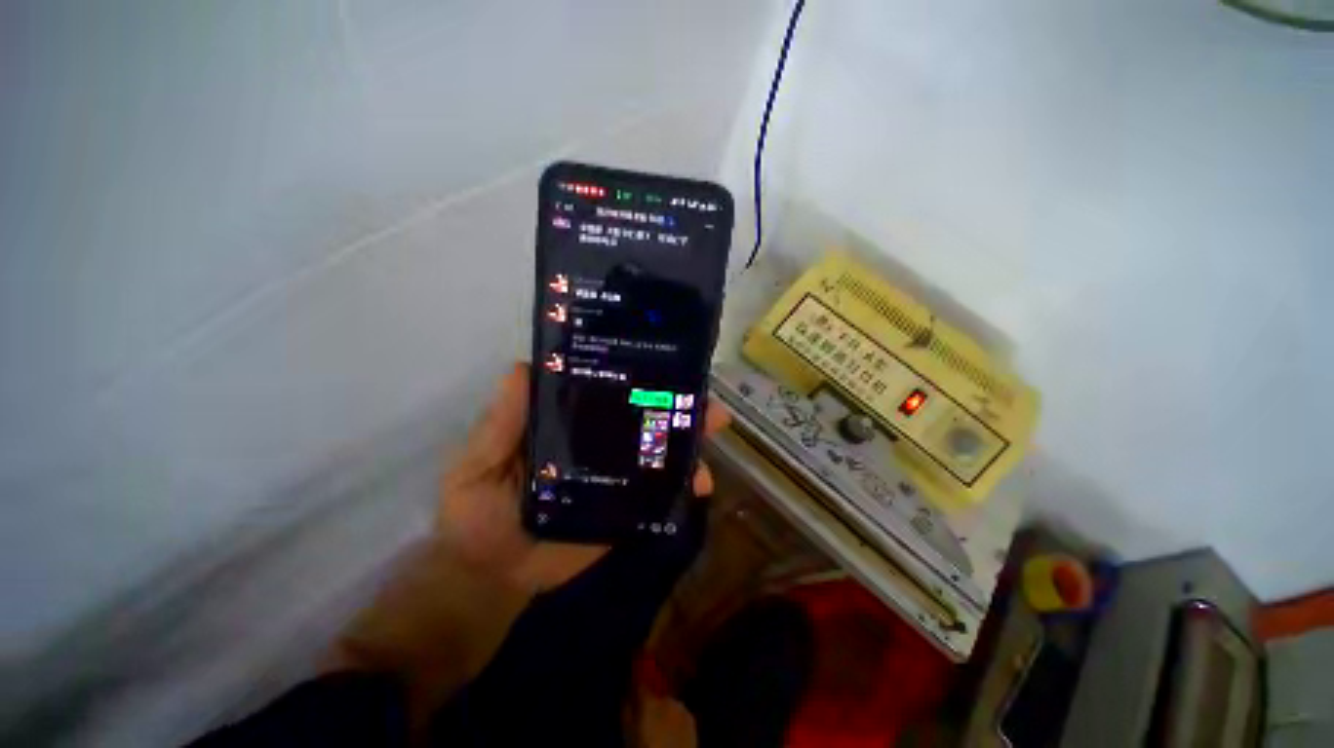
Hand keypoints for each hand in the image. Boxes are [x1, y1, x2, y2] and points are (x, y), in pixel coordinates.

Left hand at [436, 362, 729, 593]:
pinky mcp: (625, 510)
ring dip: (688, 441)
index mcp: (568, 423)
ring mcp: (615, 477)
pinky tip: (701, 483)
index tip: (664, 361)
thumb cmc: (476, 513)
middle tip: (705, 397)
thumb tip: (523, 367)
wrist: (489, 578)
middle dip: (676, 405)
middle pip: (642, 417)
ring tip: (713, 432)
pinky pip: (658, 493)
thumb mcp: (478, 462)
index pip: (606, 390)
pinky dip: (682, 486)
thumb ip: (501, 422)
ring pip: (657, 452)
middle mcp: (597, 442)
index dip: (634, 374)